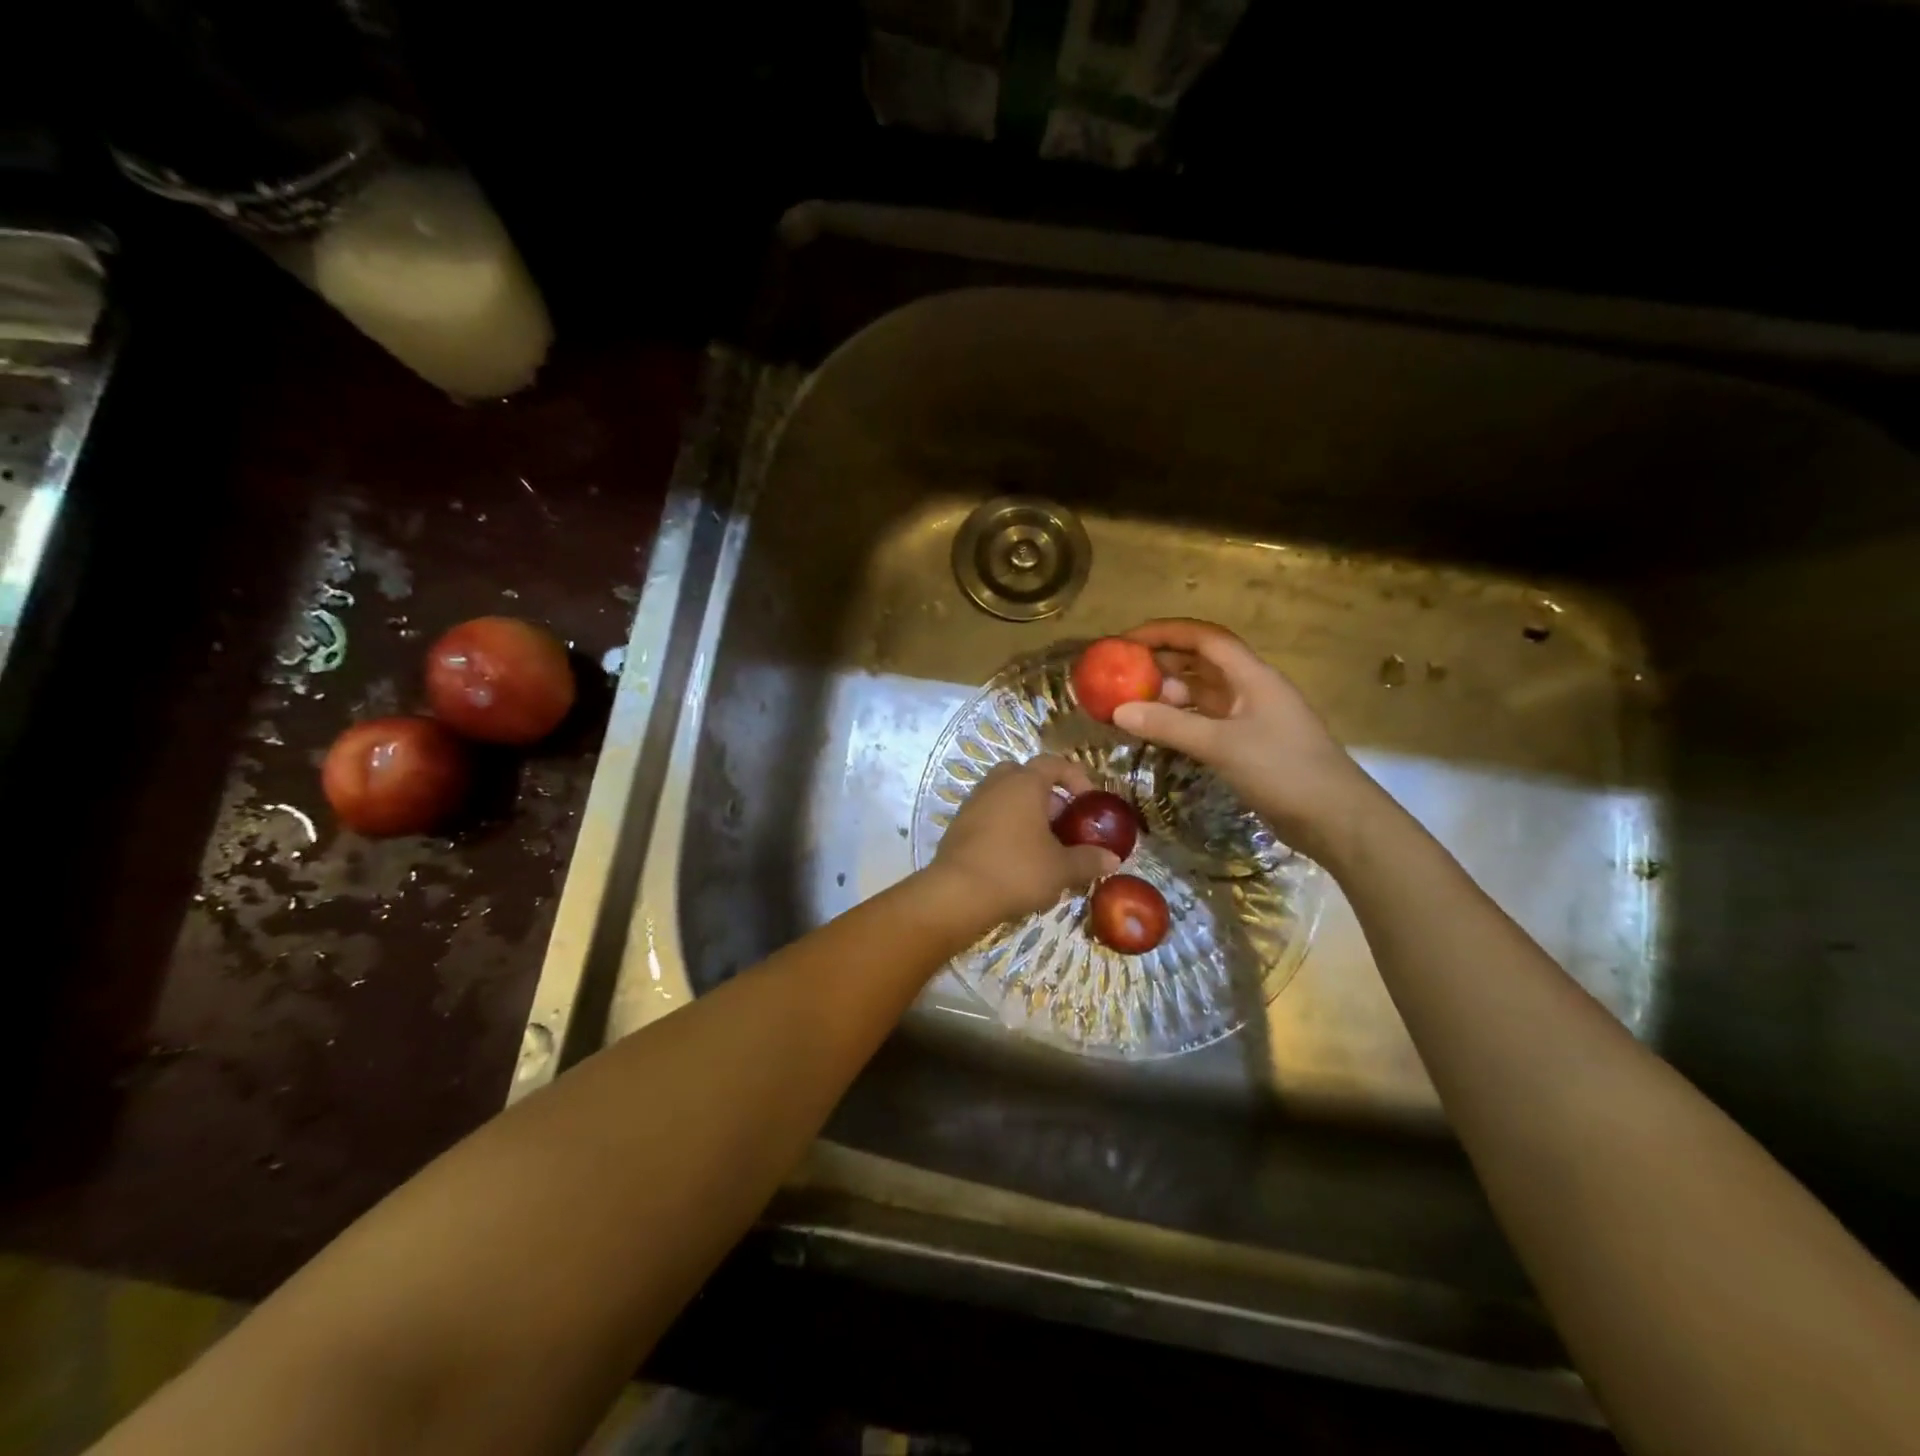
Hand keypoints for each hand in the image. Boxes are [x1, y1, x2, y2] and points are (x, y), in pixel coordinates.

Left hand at [929, 754, 1120, 926]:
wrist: (957, 894)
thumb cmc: (1016, 870)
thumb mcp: (1061, 869)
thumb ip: (1089, 860)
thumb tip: (1113, 859)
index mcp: (1024, 783)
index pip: (1053, 763)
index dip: (1075, 777)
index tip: (1088, 800)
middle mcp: (996, 784)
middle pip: (1024, 775)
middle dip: (1045, 794)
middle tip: (1061, 820)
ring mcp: (973, 804)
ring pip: (1004, 796)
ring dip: (1024, 812)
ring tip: (1041, 843)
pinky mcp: (958, 826)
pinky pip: (988, 815)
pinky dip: (1004, 827)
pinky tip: (1015, 857)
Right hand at [1111, 619, 1377, 862]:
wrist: (1335, 818)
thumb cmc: (1283, 770)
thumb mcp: (1221, 745)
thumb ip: (1169, 726)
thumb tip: (1118, 711)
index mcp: (1252, 676)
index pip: (1204, 638)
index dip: (1165, 633)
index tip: (1127, 641)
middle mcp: (1250, 689)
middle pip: (1201, 663)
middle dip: (1162, 663)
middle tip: (1121, 674)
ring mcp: (1250, 718)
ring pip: (1202, 695)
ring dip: (1168, 695)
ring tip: (1130, 703)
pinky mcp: (1247, 745)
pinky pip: (1205, 722)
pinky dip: (1179, 722)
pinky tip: (1156, 731)